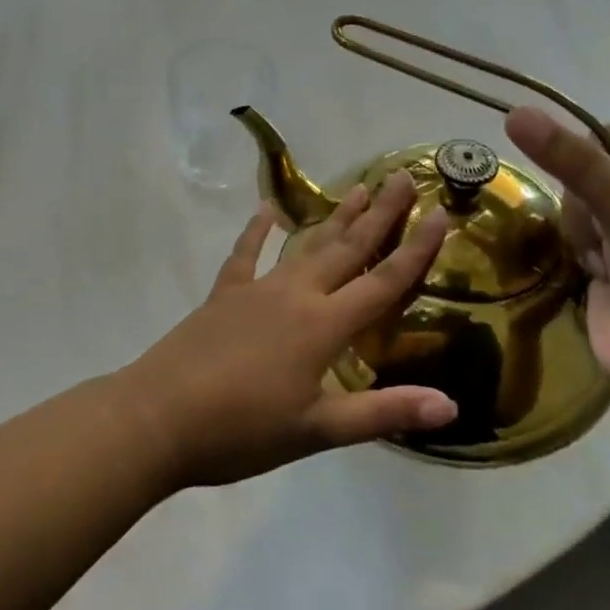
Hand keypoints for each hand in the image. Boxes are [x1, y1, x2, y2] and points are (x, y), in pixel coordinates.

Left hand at [117, 171, 457, 489]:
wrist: (159, 416)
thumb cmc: (242, 430)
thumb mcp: (317, 431)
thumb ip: (382, 413)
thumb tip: (450, 404)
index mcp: (323, 326)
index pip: (382, 282)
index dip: (415, 250)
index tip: (440, 213)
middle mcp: (295, 295)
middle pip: (346, 249)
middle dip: (378, 215)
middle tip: (400, 178)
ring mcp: (256, 290)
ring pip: (304, 246)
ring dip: (333, 219)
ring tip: (356, 189)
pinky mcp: (224, 294)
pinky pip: (245, 254)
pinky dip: (257, 232)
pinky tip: (266, 212)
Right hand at [504, 109, 609, 394]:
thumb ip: (574, 163)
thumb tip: (515, 113)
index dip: (585, 150)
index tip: (572, 174)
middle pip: (587, 170)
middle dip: (584, 201)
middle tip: (605, 232)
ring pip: (572, 202)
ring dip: (580, 229)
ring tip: (604, 261)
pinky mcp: (602, 263)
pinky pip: (568, 232)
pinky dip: (574, 248)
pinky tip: (593, 271)